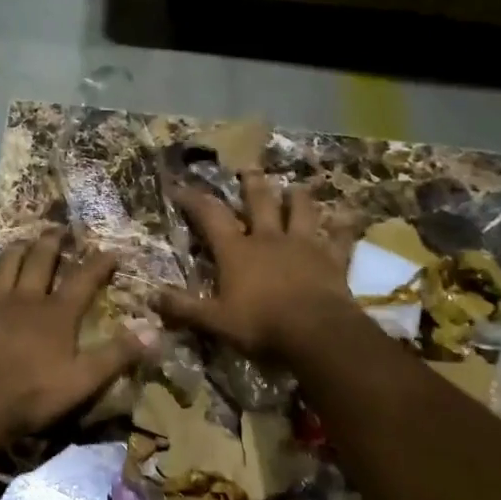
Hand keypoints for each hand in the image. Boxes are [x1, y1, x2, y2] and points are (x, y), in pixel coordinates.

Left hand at [0, 232, 144, 438]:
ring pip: (7, 264)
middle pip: (40, 259)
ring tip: (26, 240)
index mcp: (57, 313)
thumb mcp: (83, 381)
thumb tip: (154, 331)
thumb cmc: (31, 394)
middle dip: (53, 241)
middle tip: (60, 228)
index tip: (111, 250)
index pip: (83, 278)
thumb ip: (117, 355)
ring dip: (19, 248)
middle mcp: (26, 299)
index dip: (99, 262)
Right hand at [158, 171, 354, 359]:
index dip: (193, 199)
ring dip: (298, 197)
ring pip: (301, 211)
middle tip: (249, 167)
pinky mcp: (332, 259)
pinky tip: (350, 214)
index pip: (210, 216)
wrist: (316, 333)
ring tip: (296, 187)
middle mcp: (269, 239)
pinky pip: (341, 236)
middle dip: (252, 183)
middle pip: (260, 202)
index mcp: (237, 251)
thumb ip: (184, 308)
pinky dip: (345, 225)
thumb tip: (150, 297)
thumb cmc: (261, 325)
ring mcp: (304, 245)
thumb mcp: (215, 321)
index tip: (180, 186)